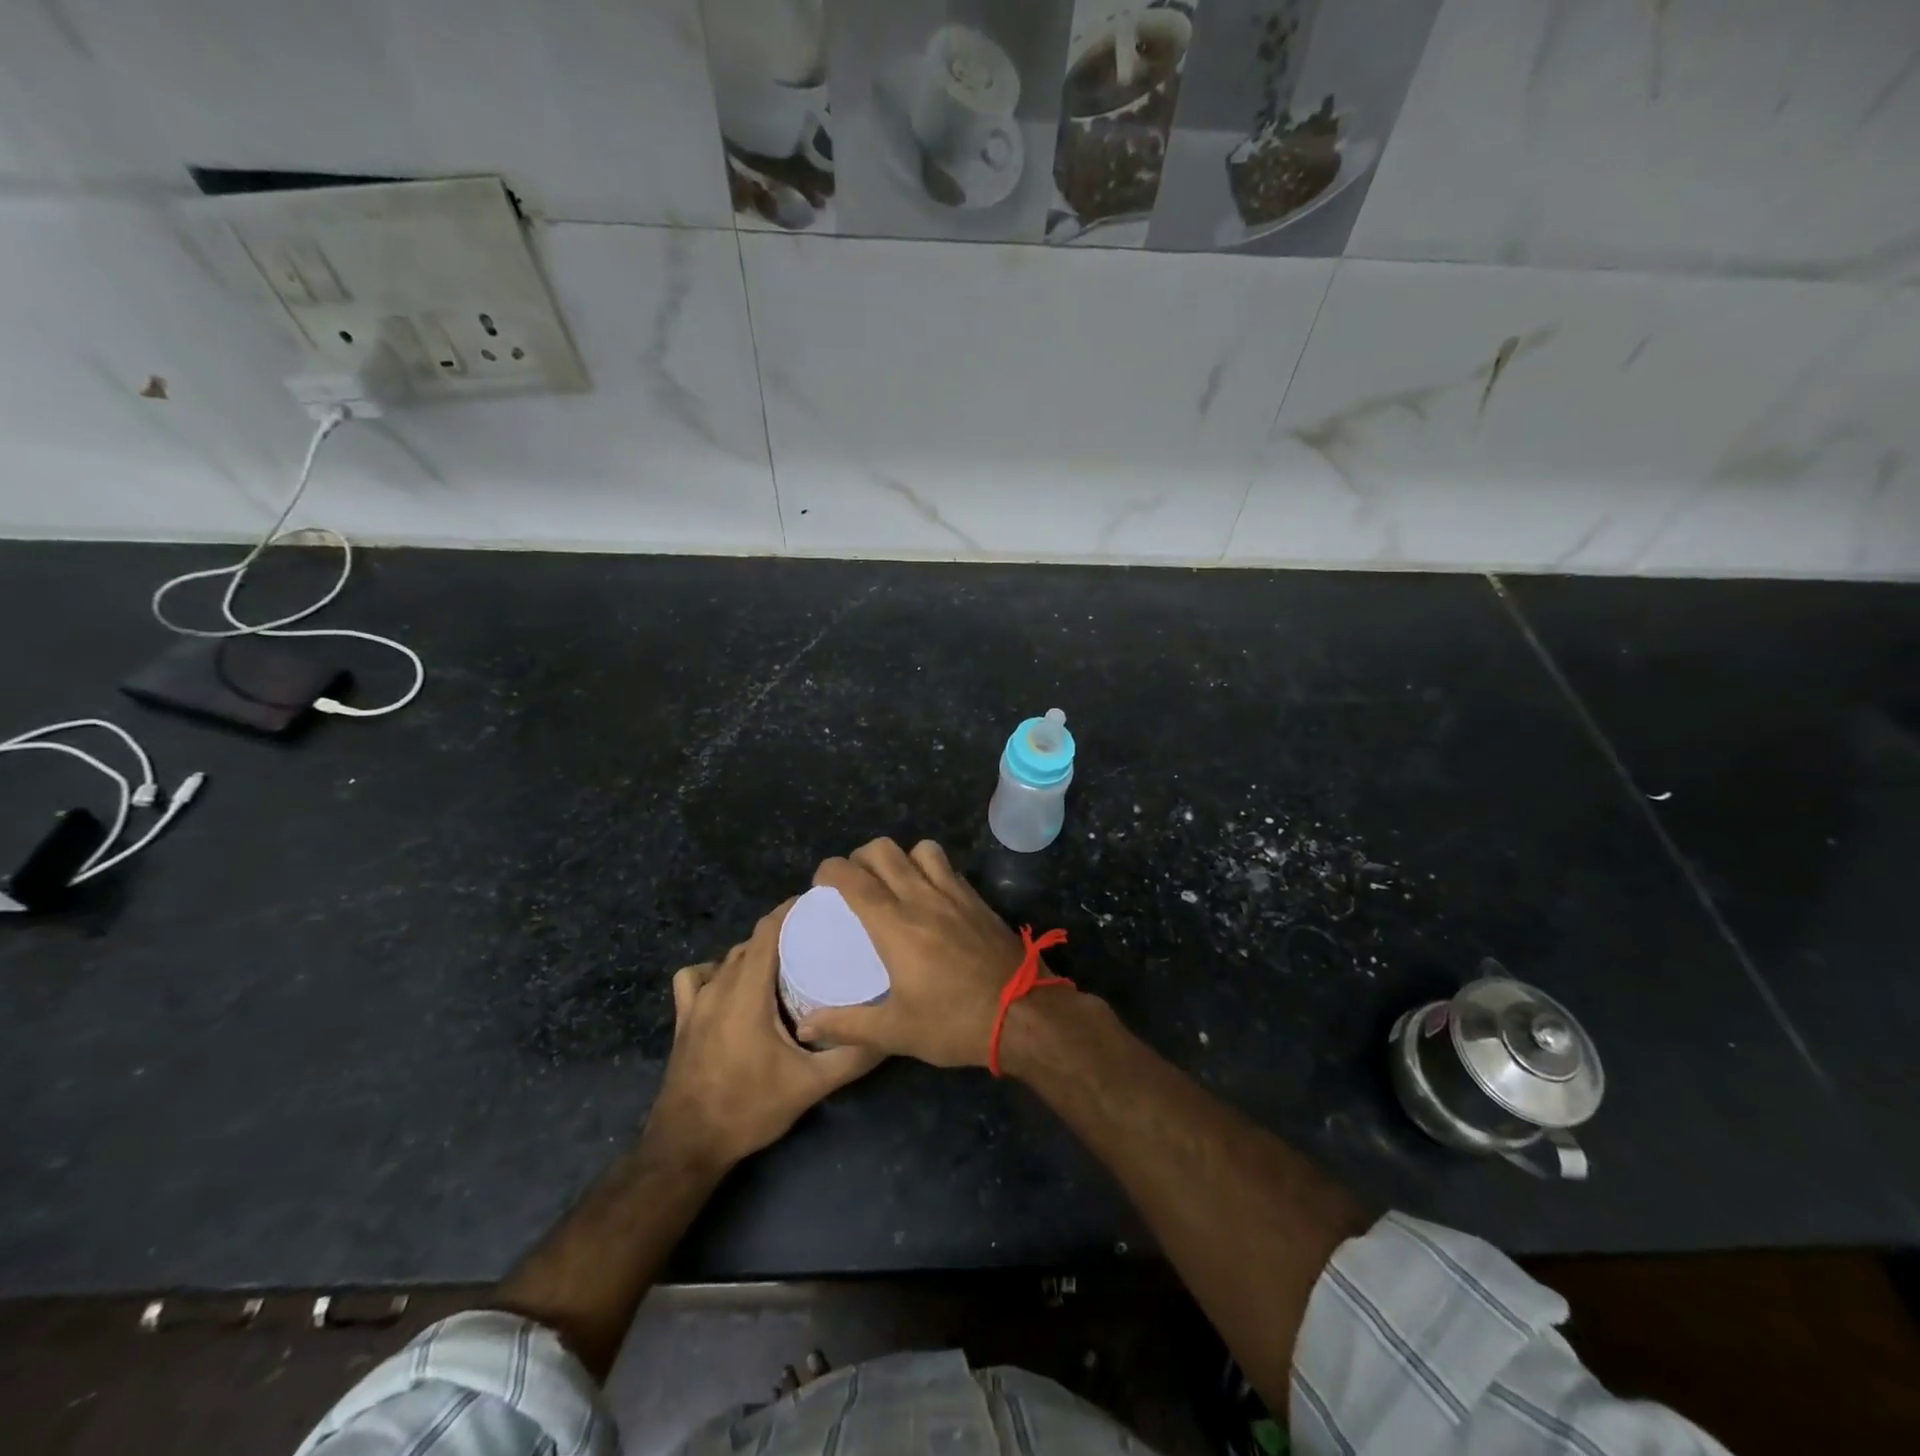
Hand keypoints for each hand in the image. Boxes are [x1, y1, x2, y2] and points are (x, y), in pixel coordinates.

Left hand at [646, 899, 880, 1168]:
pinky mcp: (683, 1019)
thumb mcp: (810, 1086)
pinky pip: (697, 977)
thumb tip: (891, 1033)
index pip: (768, 929)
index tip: (822, 905)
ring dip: (757, 953)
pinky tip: (733, 987)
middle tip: (820, 939)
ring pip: (729, 957)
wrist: (687, 1147)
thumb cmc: (749, 1110)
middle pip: (752, 941)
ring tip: (787, 963)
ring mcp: (696, 1002)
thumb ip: (852, 1057)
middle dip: (784, 931)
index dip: (793, 910)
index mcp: (747, 992)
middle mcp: (719, 986)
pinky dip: (716, 971)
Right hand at [799, 838, 1046, 1068]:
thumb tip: (808, 1027)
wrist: (1025, 1015)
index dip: (830, 870)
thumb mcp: (896, 1032)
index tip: (821, 883)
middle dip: (860, 857)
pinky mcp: (978, 900)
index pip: (853, 878)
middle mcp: (922, 897)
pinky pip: (948, 867)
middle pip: (884, 850)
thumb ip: (847, 1025)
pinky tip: (931, 897)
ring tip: (895, 883)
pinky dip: (931, 869)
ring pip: (921, 848)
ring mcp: (955, 894)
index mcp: (895, 924)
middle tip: (855, 882)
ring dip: (902, 857)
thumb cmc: (955, 1023)